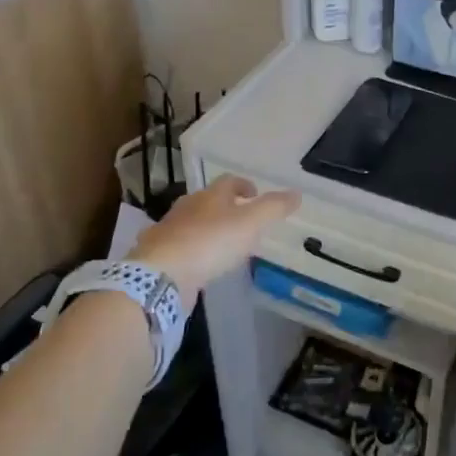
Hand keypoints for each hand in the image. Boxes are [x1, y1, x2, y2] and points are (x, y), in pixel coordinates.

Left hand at [132, 175, 298, 302]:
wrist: (161, 275)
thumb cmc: (211, 242)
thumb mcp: (251, 223)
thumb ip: (274, 208)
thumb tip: (297, 193)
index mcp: (210, 195)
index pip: (229, 181)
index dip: (244, 185)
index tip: (254, 194)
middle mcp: (187, 207)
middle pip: (208, 201)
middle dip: (224, 207)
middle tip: (242, 221)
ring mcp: (169, 231)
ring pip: (191, 223)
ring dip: (206, 229)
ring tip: (222, 245)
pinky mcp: (158, 255)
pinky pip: (179, 247)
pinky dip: (190, 250)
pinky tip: (197, 264)